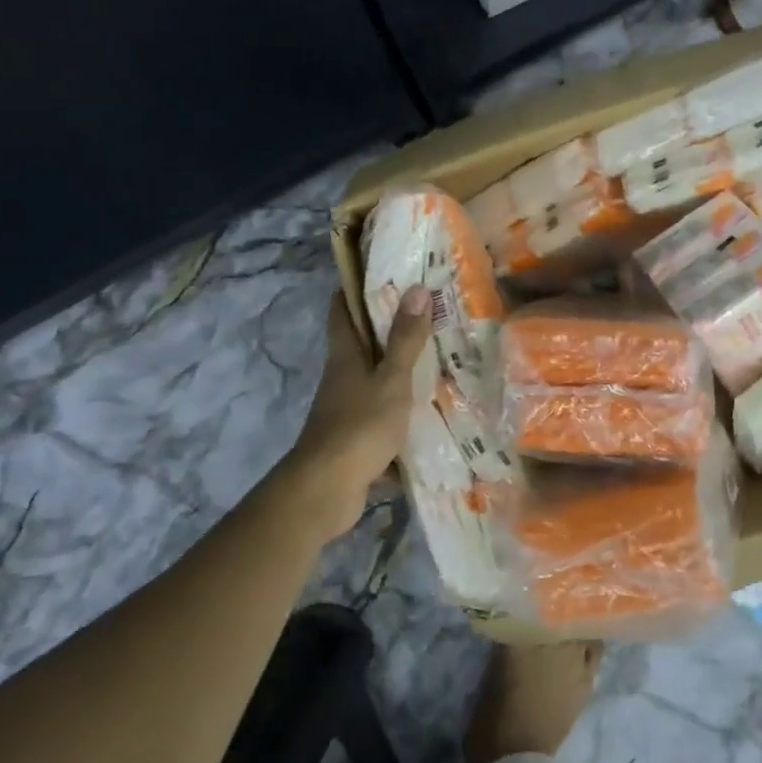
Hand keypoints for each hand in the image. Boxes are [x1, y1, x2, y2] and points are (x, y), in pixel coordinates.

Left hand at [283, 287, 433, 540]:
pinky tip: (428, 416)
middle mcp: (341, 377)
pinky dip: (399, 414)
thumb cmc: (359, 426)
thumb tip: (416, 288)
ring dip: (396, 371)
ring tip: (435, 359)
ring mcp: (345, 409)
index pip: (342, 310)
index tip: (382, 273)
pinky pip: (380, 417)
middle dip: (387, 328)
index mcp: (345, 356)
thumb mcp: (391, 380)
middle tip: (425, 313)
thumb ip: (405, 340)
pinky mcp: (353, 438)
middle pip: (359, 344)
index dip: (355, 289)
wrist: (327, 489)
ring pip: (372, 381)